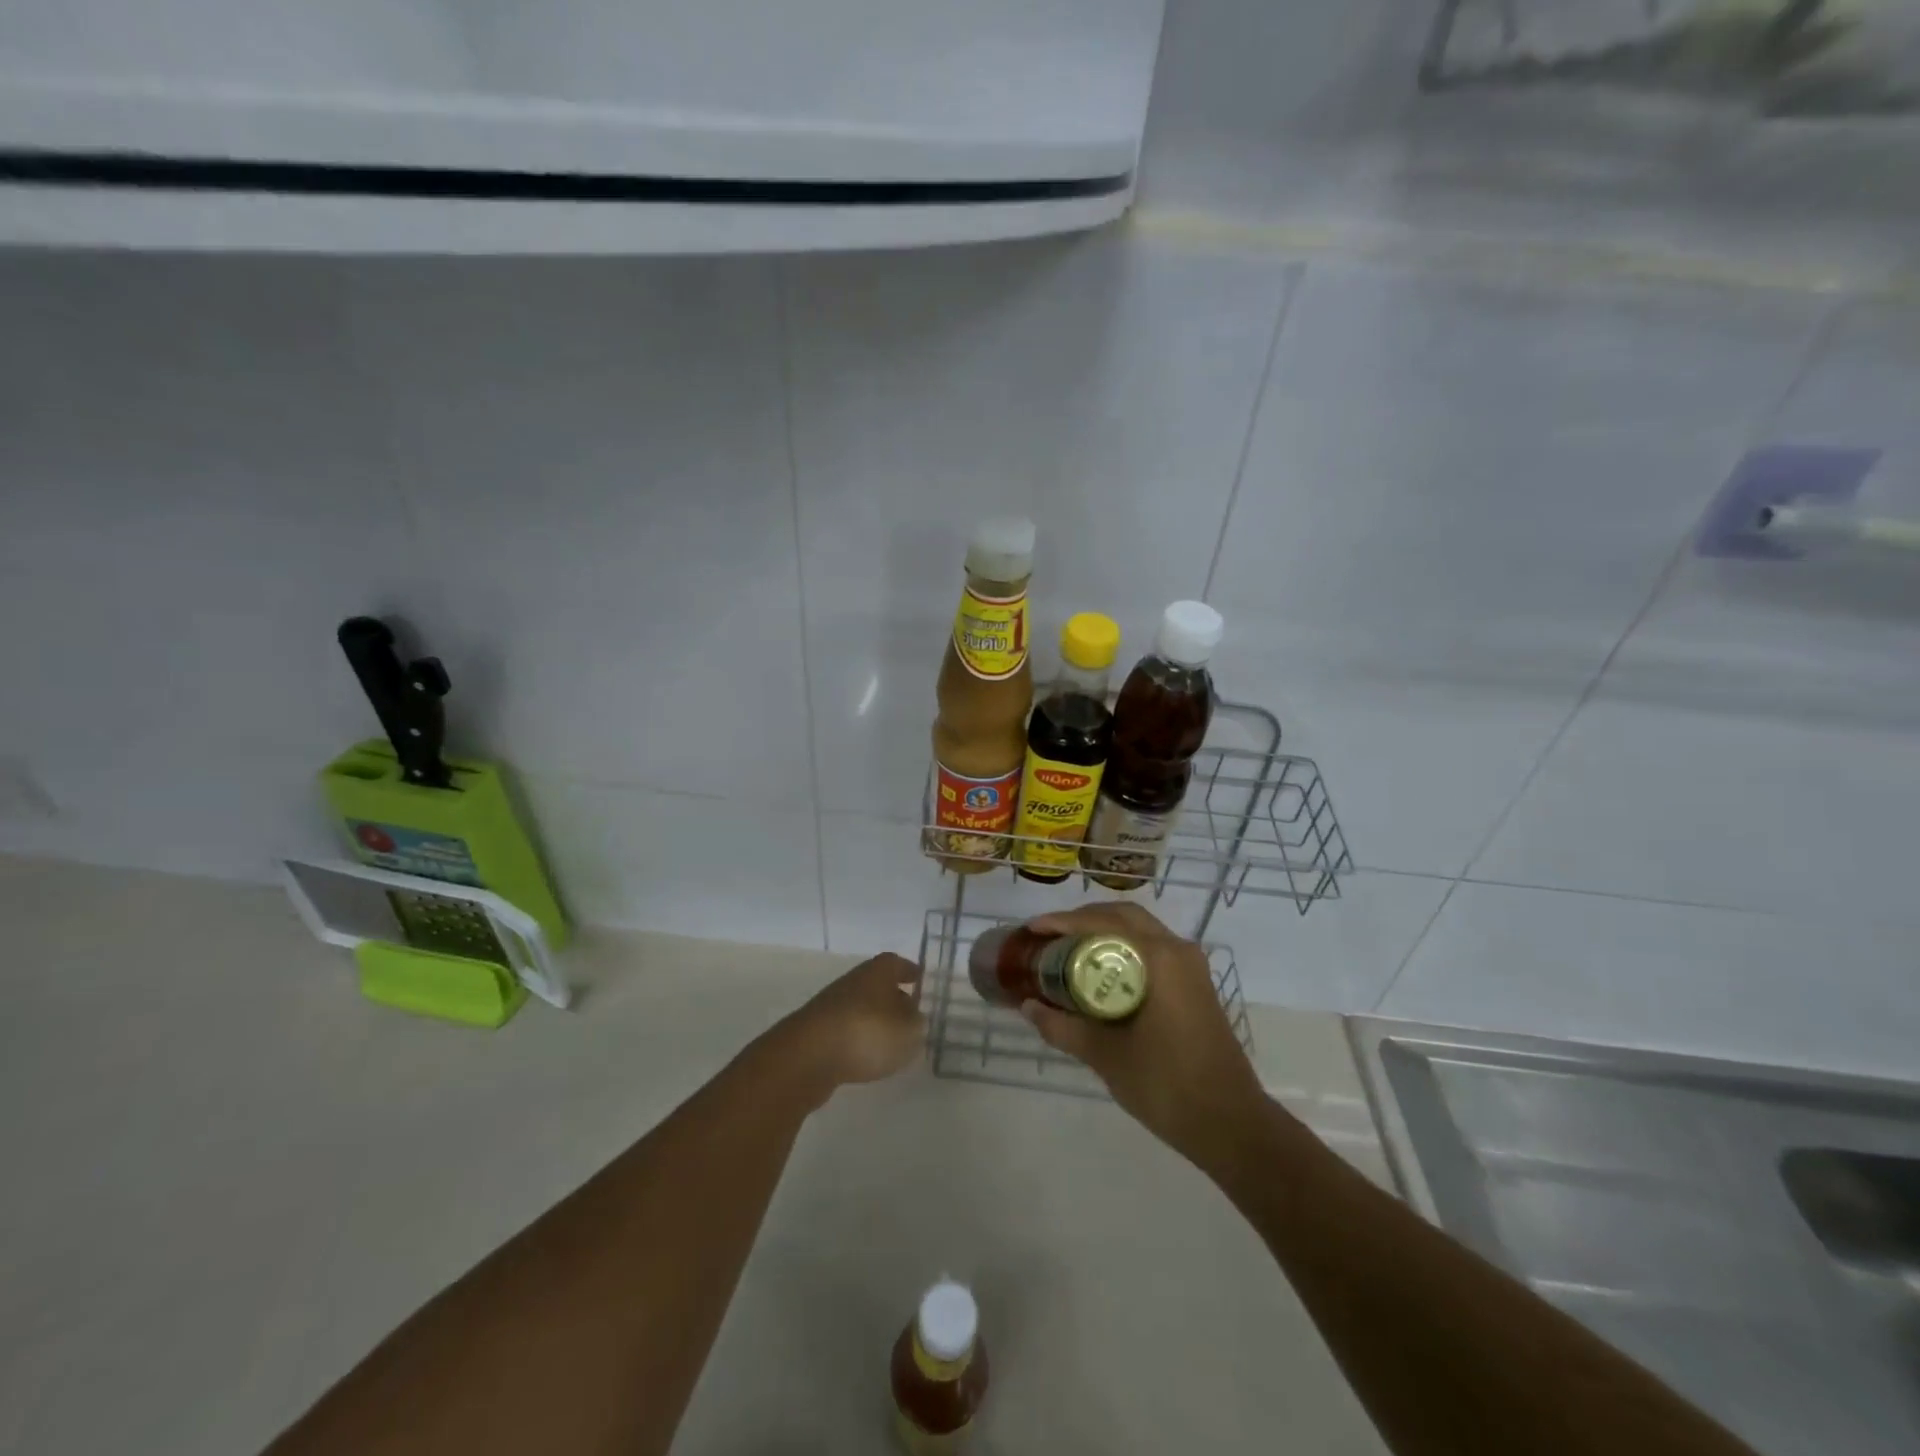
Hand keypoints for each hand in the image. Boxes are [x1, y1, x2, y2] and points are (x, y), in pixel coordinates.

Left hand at [768, 952, 925, 1101]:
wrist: (807, 1056)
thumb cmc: (867, 1033)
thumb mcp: (907, 1031)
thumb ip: (917, 1024)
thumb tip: (914, 1018)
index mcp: (877, 971)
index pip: (896, 963)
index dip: (908, 971)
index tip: (919, 978)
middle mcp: (853, 981)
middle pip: (877, 985)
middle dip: (893, 997)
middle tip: (910, 1014)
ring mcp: (831, 1005)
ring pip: (861, 1007)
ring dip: (875, 1020)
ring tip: (891, 1041)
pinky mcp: (816, 1031)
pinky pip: (846, 1029)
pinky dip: (858, 1038)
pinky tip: (866, 1056)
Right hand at [1020, 903, 1264, 1162]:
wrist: (1229, 1123)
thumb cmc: (1165, 1085)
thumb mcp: (1104, 1055)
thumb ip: (1063, 1027)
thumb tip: (1027, 1006)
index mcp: (1158, 958)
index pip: (1103, 923)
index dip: (1063, 922)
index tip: (1033, 929)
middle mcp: (1177, 950)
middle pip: (1123, 916)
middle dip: (1083, 919)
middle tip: (1050, 935)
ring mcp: (1190, 967)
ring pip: (1140, 930)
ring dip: (1104, 931)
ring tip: (1068, 949)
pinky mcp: (1195, 985)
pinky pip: (1152, 948)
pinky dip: (1123, 949)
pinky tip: (1100, 971)